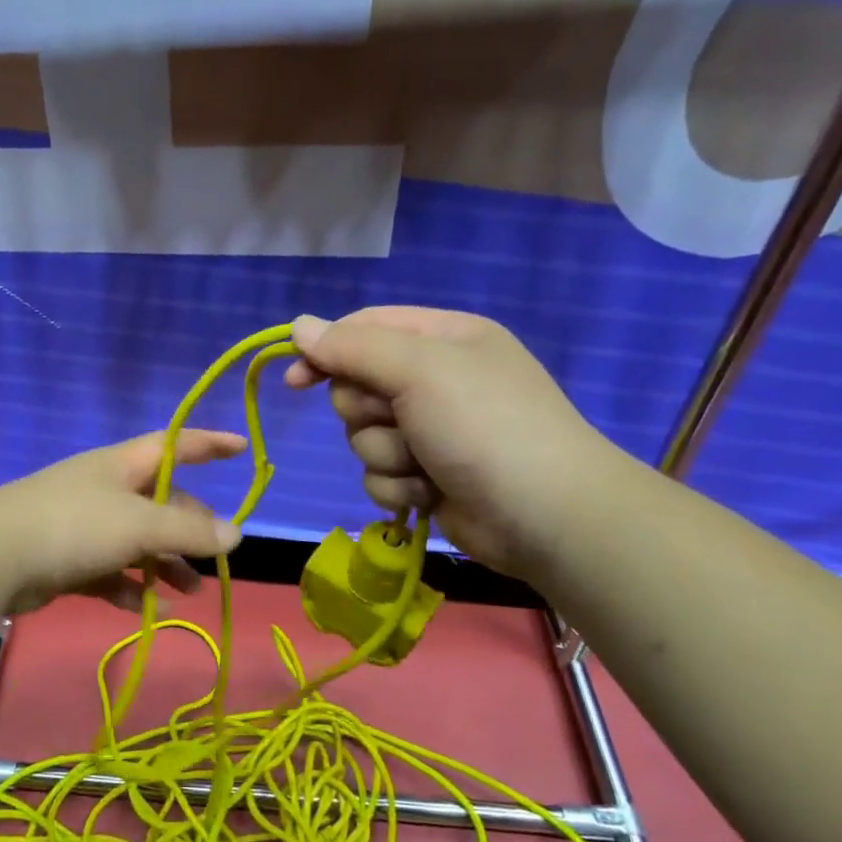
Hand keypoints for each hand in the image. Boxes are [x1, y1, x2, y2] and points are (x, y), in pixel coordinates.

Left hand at [0, 431, 246, 614]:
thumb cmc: (73, 525)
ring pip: (137, 541)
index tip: (242, 448)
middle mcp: (104, 489)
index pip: (174, 444)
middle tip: (213, 558)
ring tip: (190, 593)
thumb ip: (188, 531)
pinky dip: (131, 587)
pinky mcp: (65, 558)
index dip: (209, 444)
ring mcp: (83, 524)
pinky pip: (110, 570)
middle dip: (190, 528)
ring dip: (165, 565)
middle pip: (161, 502)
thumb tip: (235, 534)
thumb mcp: (139, 525)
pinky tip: (148, 609)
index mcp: (121, 465)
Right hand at [284, 307, 630, 578]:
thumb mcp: (419, 370)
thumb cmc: (484, 425)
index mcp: (442, 339)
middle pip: (357, 388)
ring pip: (363, 437)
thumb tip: (298, 326)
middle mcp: (435, 381)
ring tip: (424, 465)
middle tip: (399, 421)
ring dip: (386, 455)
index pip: (364, 329)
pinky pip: (379, 475)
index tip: (297, 380)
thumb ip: (353, 347)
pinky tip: (429, 493)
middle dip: (368, 413)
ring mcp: (431, 432)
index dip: (326, 352)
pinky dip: (398, 486)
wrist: (544, 515)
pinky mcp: (427, 477)